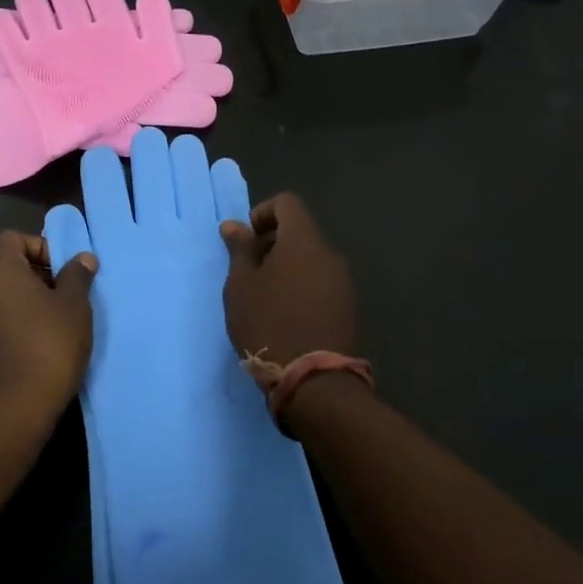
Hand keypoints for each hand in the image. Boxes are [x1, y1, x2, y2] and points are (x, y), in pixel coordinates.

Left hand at [0, 230, 97, 416]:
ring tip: (63, 319)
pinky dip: (23, 322)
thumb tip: (83, 258)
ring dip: (34, 300)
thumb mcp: (74, 304)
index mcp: (0, 271)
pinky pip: (4, 319)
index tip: (63, 268)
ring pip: (8, 295)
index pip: (12, 238)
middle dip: (41, 274)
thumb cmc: (49, 342)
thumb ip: (77, 275)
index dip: (40, 245)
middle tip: (69, 293)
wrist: (18, 405)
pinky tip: (47, 341)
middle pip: (10, 266)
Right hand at [221, 193, 354, 366]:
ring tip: (265, 296)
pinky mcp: (347, 306)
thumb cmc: (268, 323)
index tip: (246, 241)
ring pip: (310, 258)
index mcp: (303, 241)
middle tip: (249, 271)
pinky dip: (302, 285)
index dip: (263, 213)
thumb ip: (240, 249)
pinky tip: (285, 314)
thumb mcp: (241, 285)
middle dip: (272, 242)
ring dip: (287, 266)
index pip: (287, 203)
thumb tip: (234, 225)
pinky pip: (320, 281)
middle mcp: (329, 254)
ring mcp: (343, 281)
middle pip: (300, 231)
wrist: (312, 380)